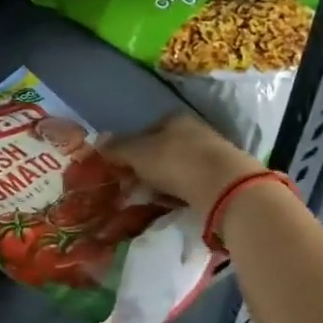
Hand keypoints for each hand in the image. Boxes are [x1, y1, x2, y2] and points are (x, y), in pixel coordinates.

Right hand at [100, 112, 260, 219]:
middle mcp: (193, 131)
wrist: (224, 187)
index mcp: (174, 119)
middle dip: (145, 169)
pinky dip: (179, 193)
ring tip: (151, 199)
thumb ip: (118, 147)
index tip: (121, 170)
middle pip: (160, 151)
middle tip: (133, 188)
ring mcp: (209, 154)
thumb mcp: (138, 153)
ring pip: (175, 169)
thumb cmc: (176, 162)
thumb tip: (98, 140)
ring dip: (161, 183)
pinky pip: (190, 185)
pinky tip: (173, 204)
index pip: (145, 131)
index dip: (130, 150)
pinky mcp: (220, 178)